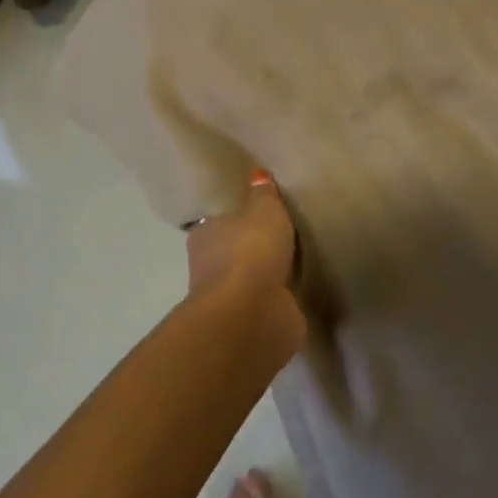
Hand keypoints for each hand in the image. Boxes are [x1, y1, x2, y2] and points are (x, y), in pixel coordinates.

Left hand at [186, 171, 298, 304]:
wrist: (252, 313)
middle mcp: (208, 267)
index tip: (255, 216)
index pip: (218, 223)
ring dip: (263, 278)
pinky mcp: (247, 324)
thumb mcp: (264, 210)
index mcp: (205, 235)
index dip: (236, 219)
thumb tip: (257, 174)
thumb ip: (263, 194)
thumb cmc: (251, 250)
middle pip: (231, 253)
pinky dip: (274, 300)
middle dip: (250, 250)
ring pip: (247, 281)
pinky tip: (292, 293)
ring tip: (290, 266)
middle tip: (278, 240)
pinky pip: (264, 304)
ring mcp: (227, 299)